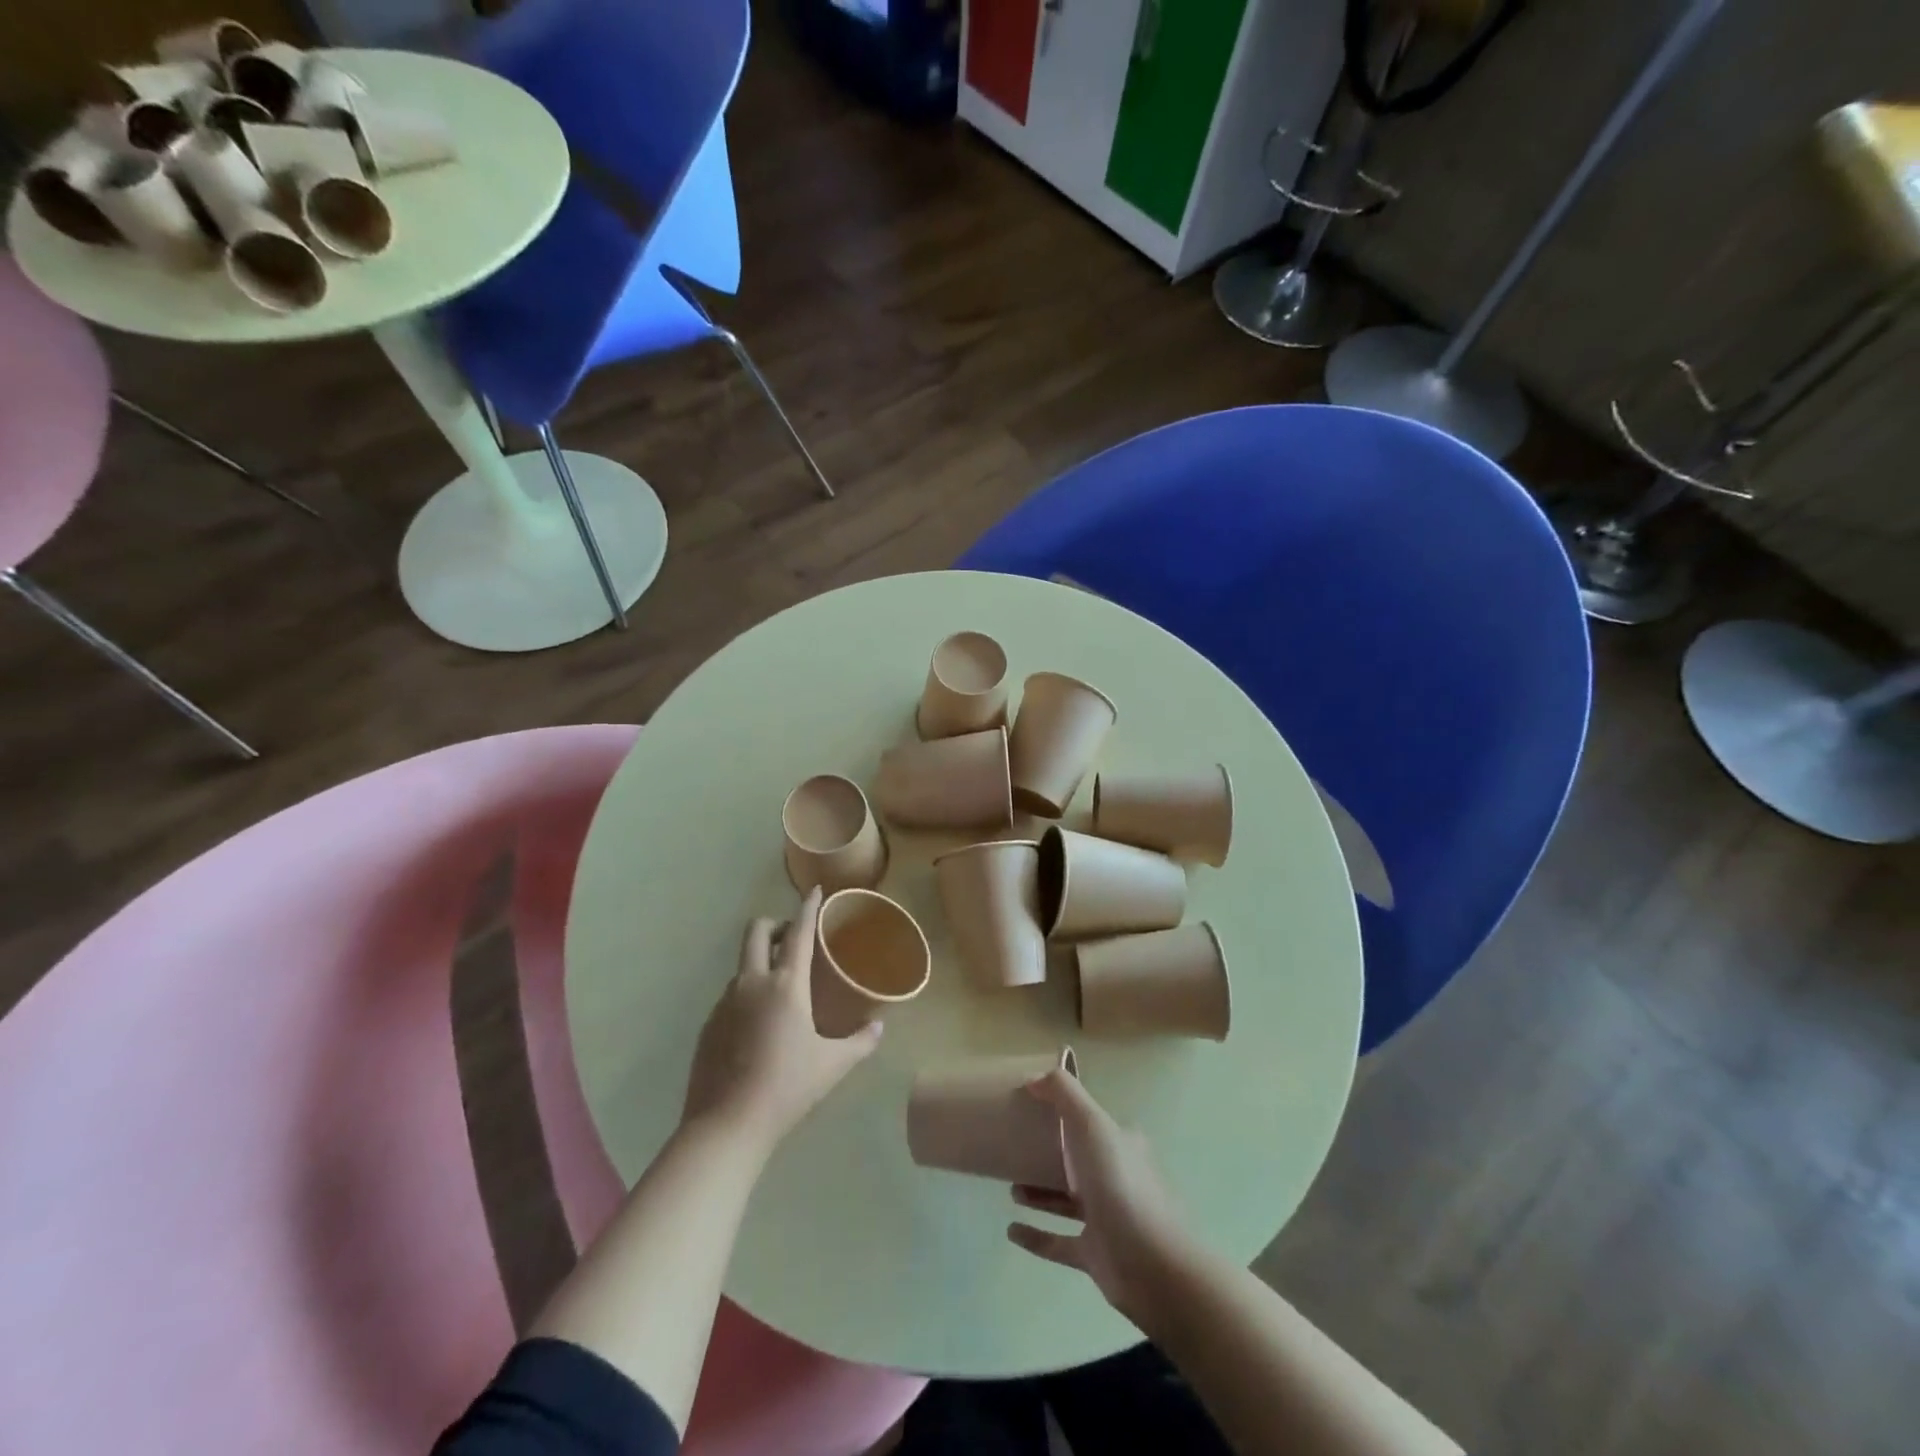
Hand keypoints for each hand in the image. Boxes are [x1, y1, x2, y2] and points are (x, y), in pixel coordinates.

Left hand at [682, 888, 881, 1152]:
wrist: (725, 1126)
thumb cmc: (787, 1088)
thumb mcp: (832, 1065)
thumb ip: (860, 1042)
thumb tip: (879, 1027)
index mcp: (786, 985)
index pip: (799, 933)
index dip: (808, 908)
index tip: (816, 891)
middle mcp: (752, 983)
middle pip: (757, 931)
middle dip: (776, 924)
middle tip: (795, 940)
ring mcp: (725, 1003)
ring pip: (743, 965)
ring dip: (761, 962)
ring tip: (781, 991)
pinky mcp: (709, 1025)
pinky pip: (732, 995)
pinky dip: (748, 995)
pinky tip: (759, 1027)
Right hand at [1006, 1069, 1195, 1326]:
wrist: (1152, 1266)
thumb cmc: (1119, 1184)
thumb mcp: (1091, 1123)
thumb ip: (1063, 1093)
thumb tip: (1034, 1077)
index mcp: (1120, 1144)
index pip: (1091, 1122)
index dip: (1065, 1113)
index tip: (1032, 1109)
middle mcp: (1116, 1177)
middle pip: (1078, 1160)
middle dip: (1048, 1154)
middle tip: (1015, 1149)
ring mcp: (1107, 1218)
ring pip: (1067, 1200)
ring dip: (1039, 1193)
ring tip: (1010, 1188)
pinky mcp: (1095, 1254)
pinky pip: (1059, 1242)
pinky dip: (1036, 1236)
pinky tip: (1011, 1231)